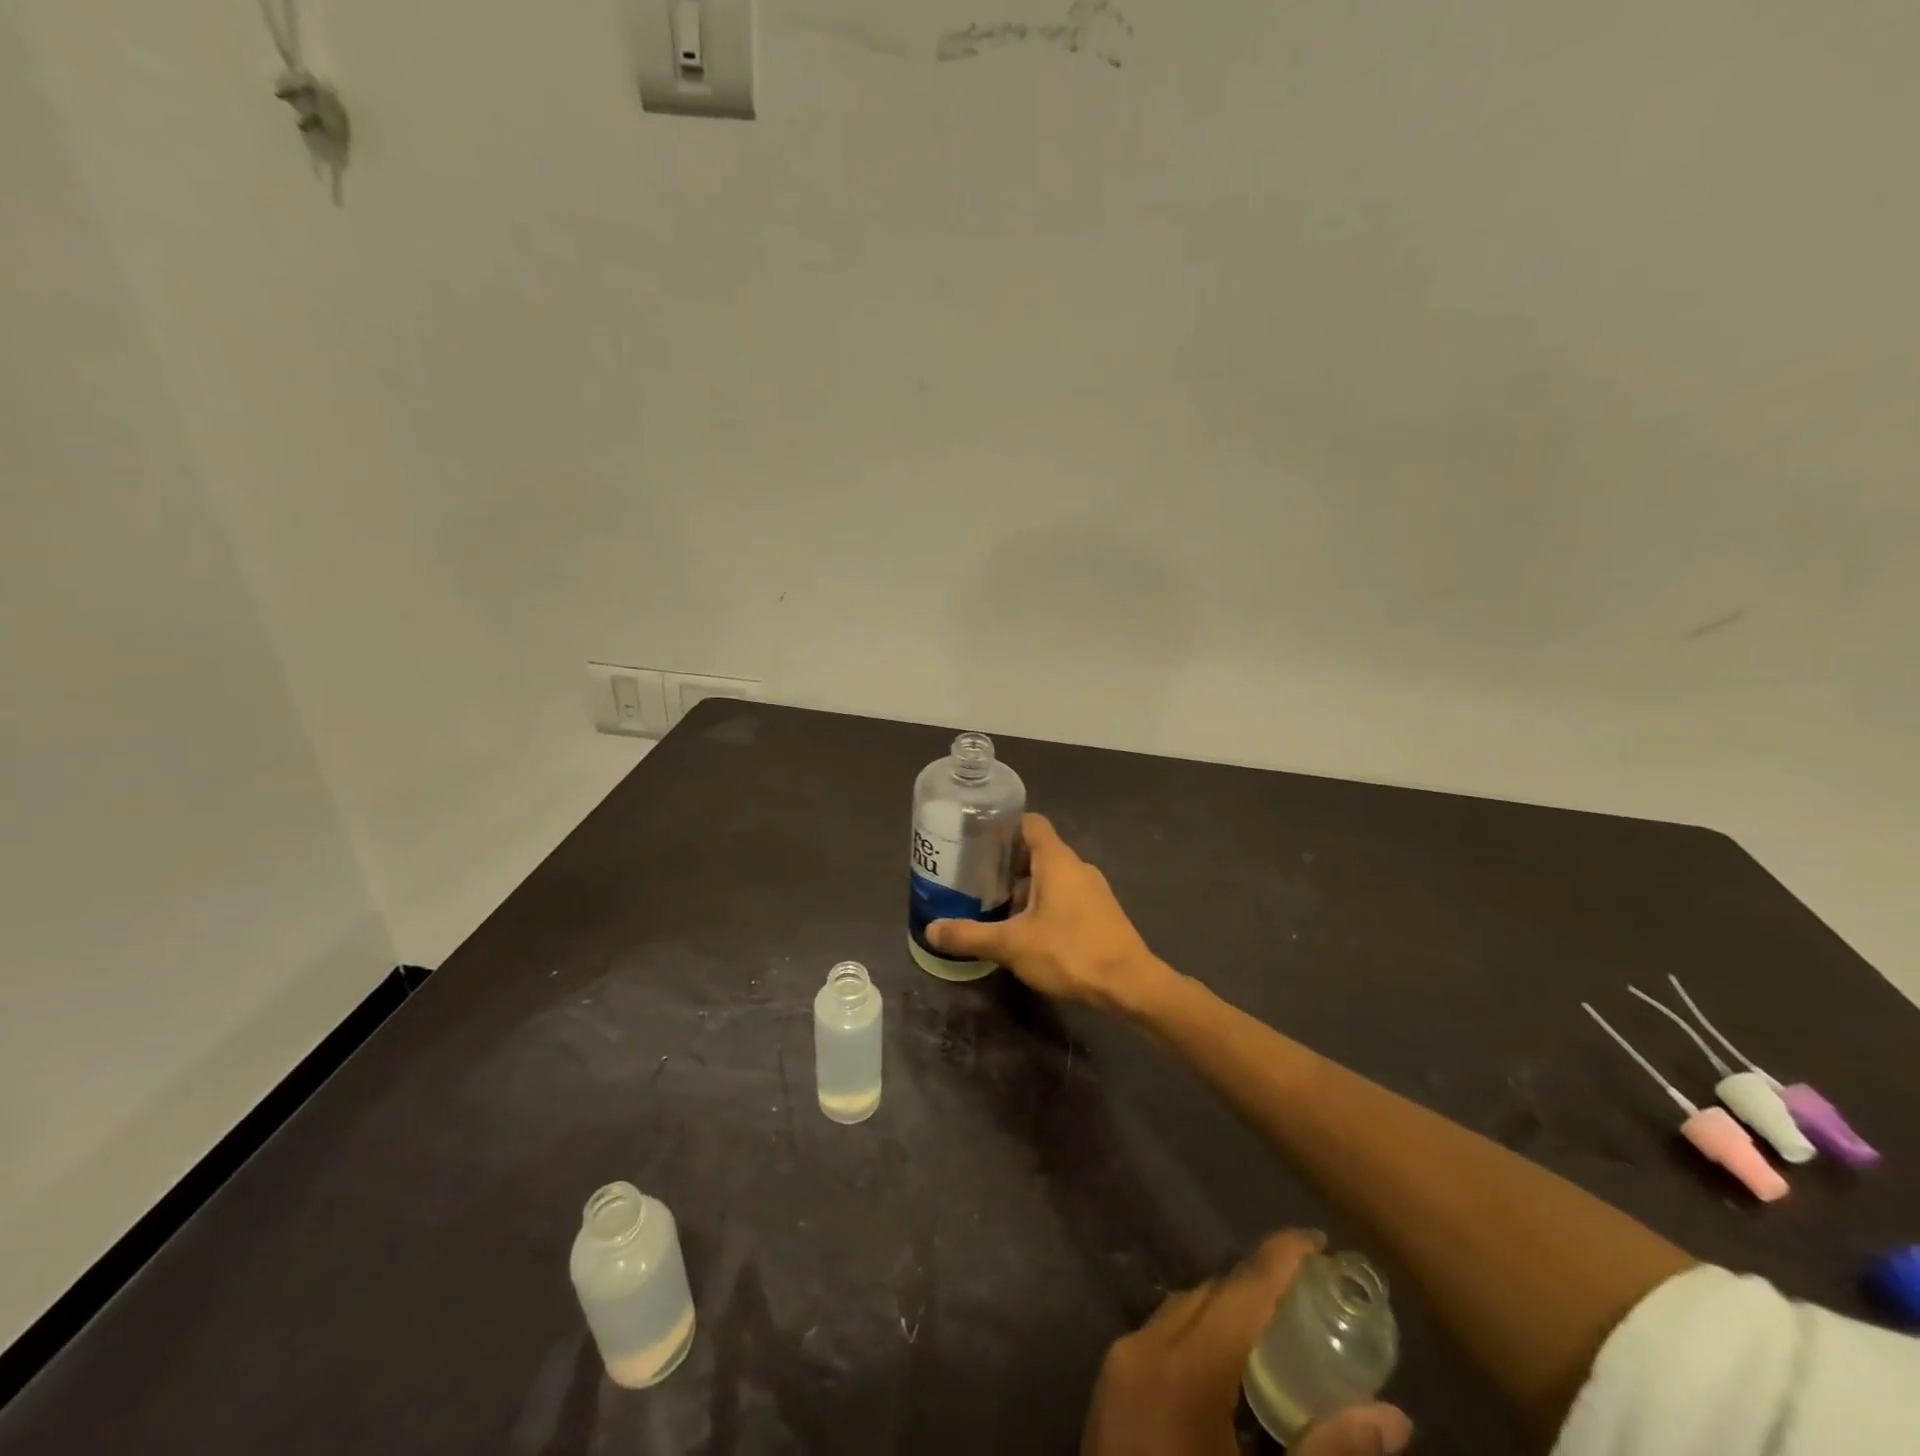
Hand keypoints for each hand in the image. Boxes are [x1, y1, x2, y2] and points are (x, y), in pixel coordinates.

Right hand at [927, 814, 1164, 1009]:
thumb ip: (970, 936)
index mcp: (1057, 860)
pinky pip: (1067, 896)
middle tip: (977, 877)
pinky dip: (1045, 903)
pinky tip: (1028, 929)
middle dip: (1008, 862)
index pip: (1031, 823)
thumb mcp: (1012, 945)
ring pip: (1053, 877)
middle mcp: (1077, 867)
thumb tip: (931, 930)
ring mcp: (1093, 890)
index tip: (979, 838)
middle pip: (1039, 851)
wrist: (1129, 984)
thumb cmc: (1069, 952)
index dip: (1005, 826)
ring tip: (996, 905)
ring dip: (1026, 887)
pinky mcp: (1101, 913)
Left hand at [1082, 1230, 1412, 1455]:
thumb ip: (1329, 1453)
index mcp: (1182, 1370)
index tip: (1319, 1240)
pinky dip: (1202, 1337)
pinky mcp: (1111, 1387)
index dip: (1280, 1258)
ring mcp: (1120, 1365)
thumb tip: (1394, 1416)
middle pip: (1210, 1295)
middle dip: (1260, 1287)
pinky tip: (1234, 1371)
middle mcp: (1144, 1348)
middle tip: (1313, 1296)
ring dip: (1230, 1312)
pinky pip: (1164, 1337)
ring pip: (1184, 1311)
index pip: (1240, 1290)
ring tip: (1282, 1330)